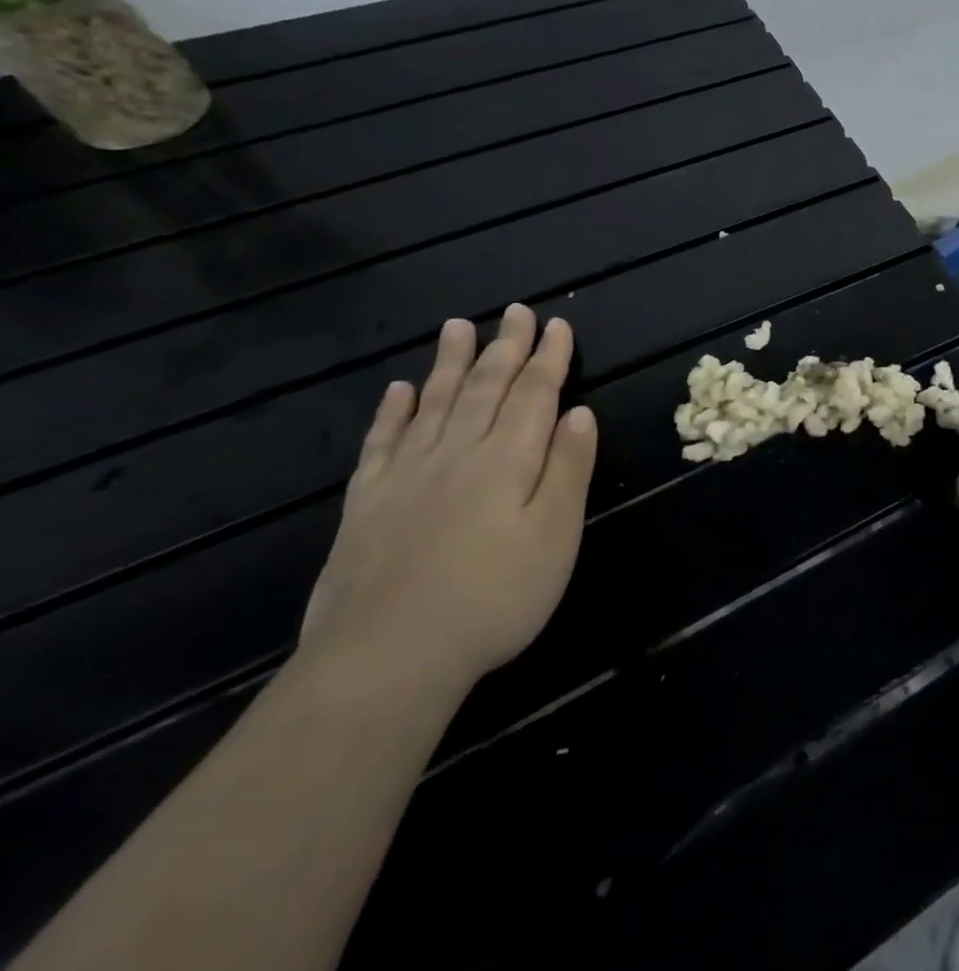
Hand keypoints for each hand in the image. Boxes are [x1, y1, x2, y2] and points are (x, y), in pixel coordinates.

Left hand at [301, 305, 598, 692]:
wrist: (387, 658)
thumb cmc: (495, 596)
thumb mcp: (556, 535)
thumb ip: (568, 468)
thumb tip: (579, 412)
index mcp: (508, 459)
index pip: (534, 394)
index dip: (549, 357)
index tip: (557, 325)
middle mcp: (457, 453)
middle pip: (484, 388)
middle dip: (504, 347)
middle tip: (513, 312)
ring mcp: (407, 476)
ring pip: (433, 403)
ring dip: (449, 363)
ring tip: (457, 327)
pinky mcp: (367, 504)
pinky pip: (382, 443)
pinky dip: (392, 412)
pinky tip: (398, 390)